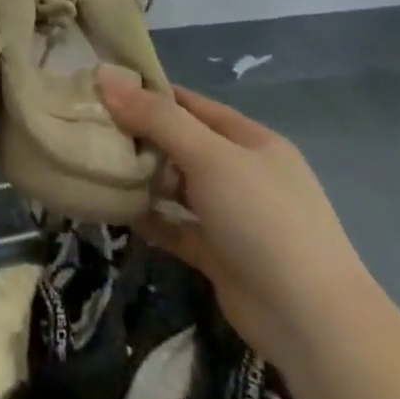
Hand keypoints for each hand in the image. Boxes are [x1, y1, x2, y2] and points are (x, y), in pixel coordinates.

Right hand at [98, 77, 378, 368]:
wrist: (311, 323)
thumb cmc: (263, 220)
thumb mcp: (209, 156)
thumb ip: (156, 117)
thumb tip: (106, 76)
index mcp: (251, 141)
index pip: (191, 104)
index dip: (148, 94)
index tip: (101, 90)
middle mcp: (242, 173)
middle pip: (181, 144)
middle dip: (139, 136)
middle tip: (88, 128)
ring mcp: (232, 216)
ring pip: (177, 186)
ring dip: (142, 177)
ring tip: (95, 165)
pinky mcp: (219, 254)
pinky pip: (176, 226)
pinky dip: (150, 218)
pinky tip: (115, 209)